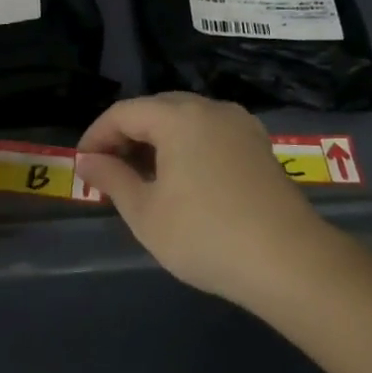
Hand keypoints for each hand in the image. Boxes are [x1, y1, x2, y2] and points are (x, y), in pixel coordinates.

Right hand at [75, 93, 325, 308]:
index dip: (96, 135)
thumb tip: (87, 161)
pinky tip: (180, 179)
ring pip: (185, 120)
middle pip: (156, 109)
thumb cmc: (205, 236)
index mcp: (179, 117)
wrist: (290, 263)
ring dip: (156, 141)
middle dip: (126, 135)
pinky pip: (210, 134)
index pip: (124, 112)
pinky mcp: (259, 147)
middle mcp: (211, 109)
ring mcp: (241, 126)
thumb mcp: (145, 212)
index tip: (82, 165)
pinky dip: (186, 147)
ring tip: (140, 177)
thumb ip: (112, 178)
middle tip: (108, 170)